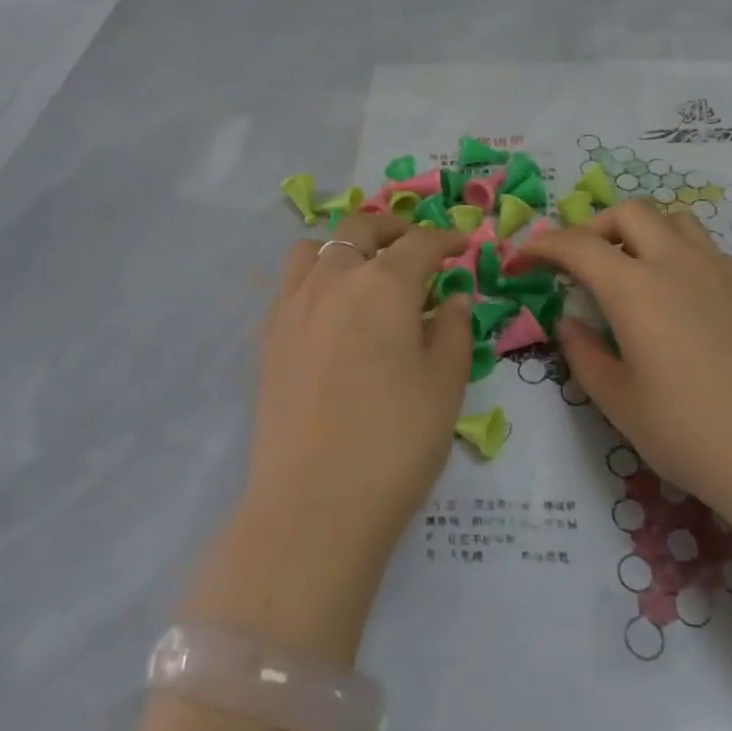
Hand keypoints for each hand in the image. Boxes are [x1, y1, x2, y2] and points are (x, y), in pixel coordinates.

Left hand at [245, 213, 472, 563]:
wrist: (314, 502)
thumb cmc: (395, 441)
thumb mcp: (446, 384)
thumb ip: (454, 329)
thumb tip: (451, 298)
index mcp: (383, 284)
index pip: (420, 243)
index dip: (446, 239)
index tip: (463, 246)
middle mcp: (334, 279)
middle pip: (361, 228)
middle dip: (394, 228)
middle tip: (416, 246)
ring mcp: (293, 305)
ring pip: (315, 247)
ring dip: (344, 246)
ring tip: (364, 270)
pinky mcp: (269, 337)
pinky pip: (290, 284)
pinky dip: (314, 278)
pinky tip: (330, 311)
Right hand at [513, 200, 731, 534]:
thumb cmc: (689, 434)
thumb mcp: (618, 402)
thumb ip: (584, 354)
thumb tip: (570, 322)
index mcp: (636, 289)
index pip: (578, 245)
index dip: (543, 245)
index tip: (523, 258)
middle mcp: (677, 264)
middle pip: (629, 211)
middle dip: (594, 227)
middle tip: (580, 263)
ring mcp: (720, 271)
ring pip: (674, 219)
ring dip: (641, 231)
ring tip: (630, 271)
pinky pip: (704, 248)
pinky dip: (676, 253)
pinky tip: (676, 298)